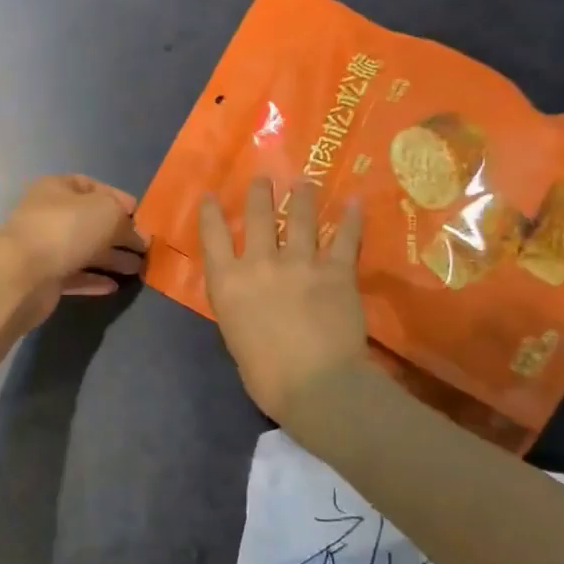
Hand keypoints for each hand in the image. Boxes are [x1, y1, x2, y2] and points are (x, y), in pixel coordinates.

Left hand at [0, 174, 147, 324]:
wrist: (22, 274)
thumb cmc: (66, 229)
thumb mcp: (107, 212)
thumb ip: (126, 221)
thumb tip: (138, 236)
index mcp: (57, 188)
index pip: (91, 186)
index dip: (118, 198)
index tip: (141, 216)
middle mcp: (49, 215)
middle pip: (90, 221)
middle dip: (119, 234)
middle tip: (145, 249)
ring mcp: (45, 247)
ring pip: (84, 250)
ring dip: (112, 259)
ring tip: (138, 269)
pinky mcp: (44, 278)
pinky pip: (75, 276)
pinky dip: (94, 279)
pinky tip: (114, 286)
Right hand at [199, 178, 370, 424]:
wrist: (316, 385)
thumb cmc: (266, 376)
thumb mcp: (235, 336)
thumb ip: (240, 307)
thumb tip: (249, 298)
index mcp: (228, 282)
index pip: (212, 236)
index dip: (210, 212)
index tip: (211, 194)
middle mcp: (260, 263)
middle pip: (256, 217)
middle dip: (259, 193)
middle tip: (263, 178)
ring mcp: (300, 263)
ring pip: (300, 218)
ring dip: (302, 197)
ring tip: (305, 183)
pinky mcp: (336, 271)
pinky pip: (344, 238)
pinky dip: (350, 219)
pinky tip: (353, 202)